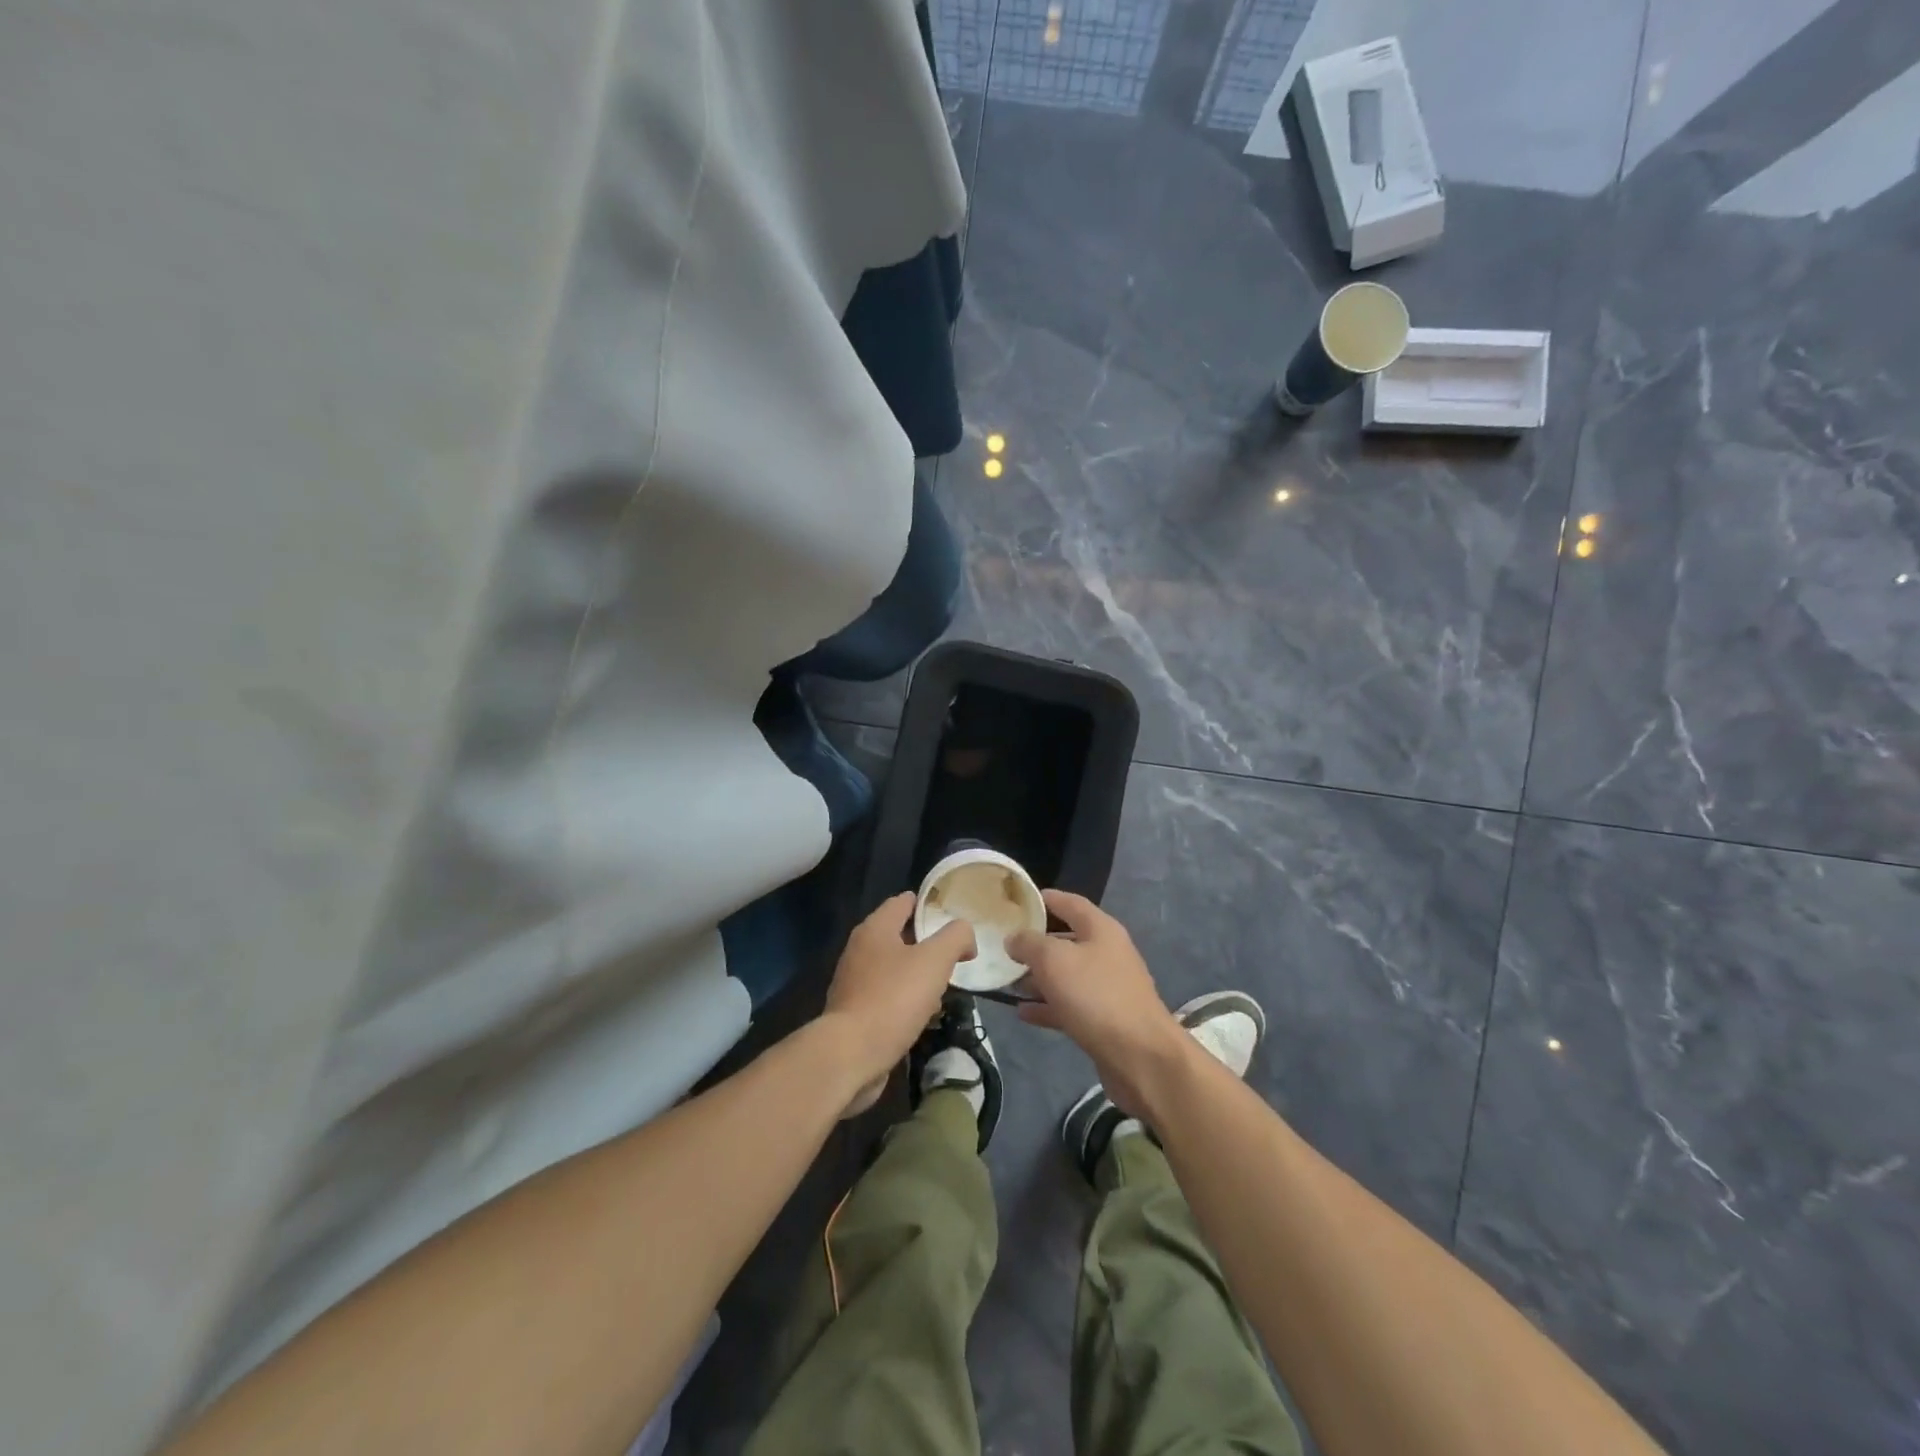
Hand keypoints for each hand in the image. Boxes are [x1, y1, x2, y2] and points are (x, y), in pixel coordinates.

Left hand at [823, 892, 975, 1116]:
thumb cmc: (894, 998)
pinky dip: (904, 999)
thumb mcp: (934, 960)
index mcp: (875, 929)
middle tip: (954, 954)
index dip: (928, 904)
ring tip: (943, 986)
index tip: (952, 914)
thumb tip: (965, 934)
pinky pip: (885, 995)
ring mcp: (853, 982)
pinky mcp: (853, 1012)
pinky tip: (922, 1014)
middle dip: (926, 942)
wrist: (850, 1055)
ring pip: (892, 968)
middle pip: (898, 935)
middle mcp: (859, 949)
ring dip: (917, 973)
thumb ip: (955, 937)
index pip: (902, 902)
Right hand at [1006, 891, 1184, 1113]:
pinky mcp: (1104, 1020)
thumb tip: (1014, 938)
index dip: (1044, 899)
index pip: (1069, 903)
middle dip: (1035, 943)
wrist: (1141, 1057)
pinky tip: (1021, 1012)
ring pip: (1066, 975)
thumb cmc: (1096, 996)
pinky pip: (1069, 1005)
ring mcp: (1107, 988)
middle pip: (1066, 940)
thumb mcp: (1054, 960)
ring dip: (1038, 977)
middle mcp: (1107, 953)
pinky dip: (1047, 1006)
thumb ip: (1029, 943)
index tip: (1016, 901)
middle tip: (1002, 945)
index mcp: (1101, 929)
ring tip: (1006, 981)